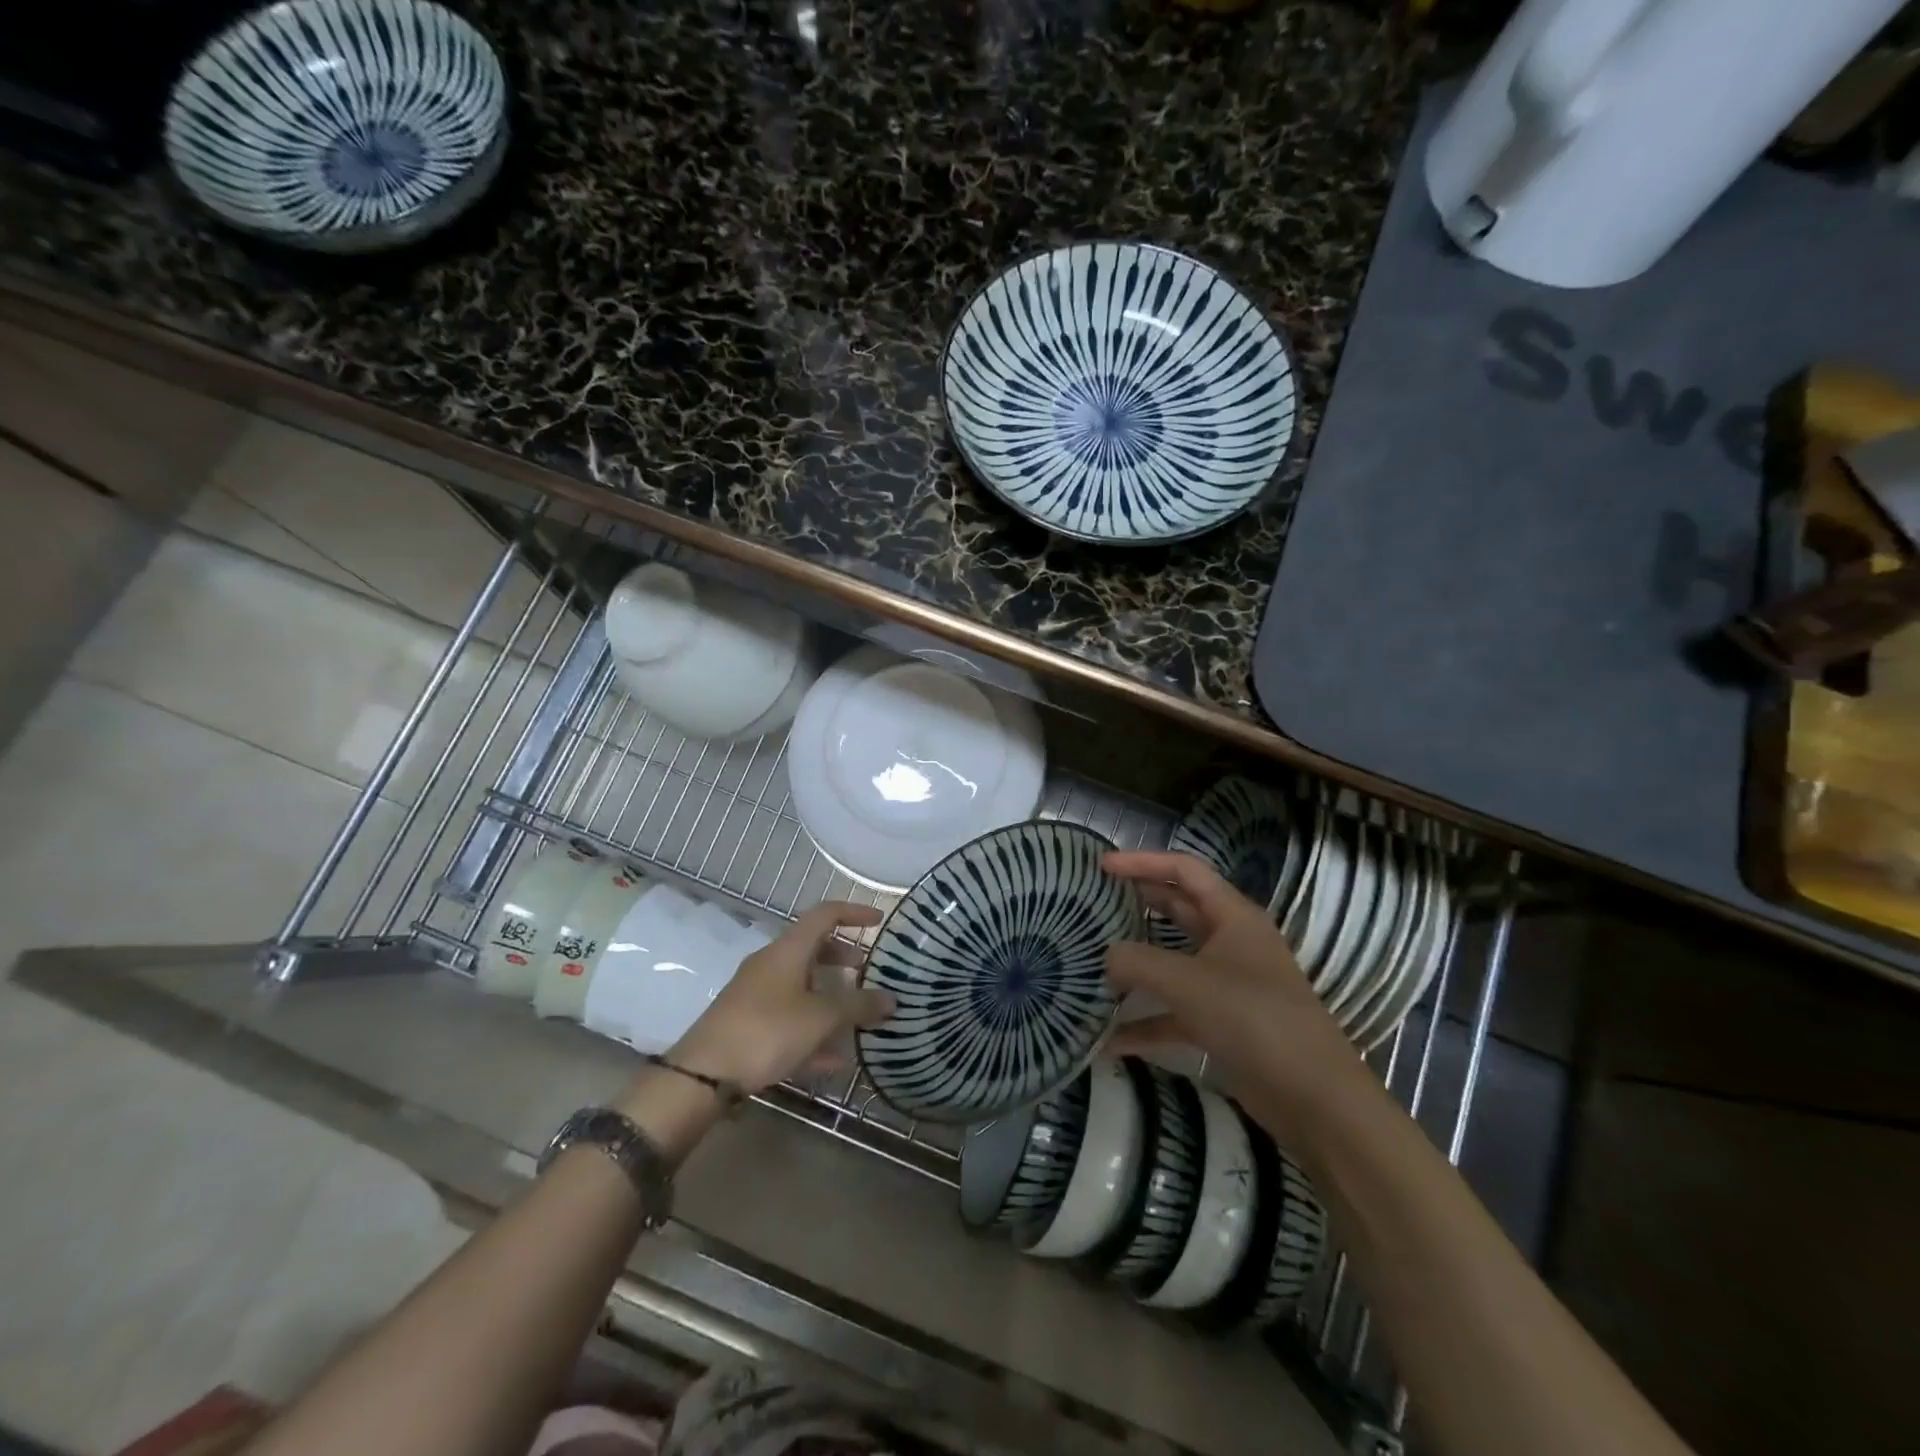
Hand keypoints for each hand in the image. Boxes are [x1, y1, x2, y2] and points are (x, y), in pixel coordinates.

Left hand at [667, 901, 894, 1094]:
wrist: (703, 1074)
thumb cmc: (767, 1030)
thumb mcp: (820, 1018)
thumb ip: (858, 1006)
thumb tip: (892, 999)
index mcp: (788, 949)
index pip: (825, 914)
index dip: (853, 913)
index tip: (879, 921)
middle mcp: (770, 963)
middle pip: (812, 949)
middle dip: (842, 958)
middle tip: (866, 971)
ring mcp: (755, 993)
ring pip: (801, 985)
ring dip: (828, 997)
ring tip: (855, 1018)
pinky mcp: (746, 1023)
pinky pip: (788, 1017)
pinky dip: (812, 1029)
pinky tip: (832, 1060)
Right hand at [1103, 851, 1364, 1124]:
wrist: (1314, 1098)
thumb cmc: (1253, 1019)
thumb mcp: (1186, 982)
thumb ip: (1137, 961)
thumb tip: (1106, 957)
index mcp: (1233, 916)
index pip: (1184, 871)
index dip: (1142, 861)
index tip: (1101, 865)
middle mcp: (1231, 943)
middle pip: (1178, 910)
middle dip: (1138, 903)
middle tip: (1094, 902)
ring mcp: (1227, 985)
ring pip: (1173, 962)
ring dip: (1137, 964)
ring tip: (1092, 960)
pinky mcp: (1223, 1025)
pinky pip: (1174, 1013)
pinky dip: (1145, 1021)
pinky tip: (1109, 1038)